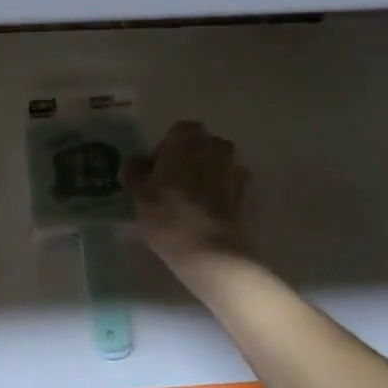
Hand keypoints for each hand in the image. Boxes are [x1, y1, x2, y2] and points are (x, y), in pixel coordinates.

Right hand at [125, 121, 252, 269]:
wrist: (213, 254)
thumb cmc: (169, 216)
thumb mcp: (139, 194)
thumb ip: (136, 171)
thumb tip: (139, 163)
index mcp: (188, 138)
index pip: (176, 133)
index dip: (165, 152)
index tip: (156, 174)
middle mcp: (217, 146)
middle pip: (200, 148)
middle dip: (188, 162)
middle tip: (172, 189)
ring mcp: (237, 170)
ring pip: (217, 167)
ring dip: (206, 178)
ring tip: (192, 207)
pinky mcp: (250, 195)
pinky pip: (231, 188)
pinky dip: (222, 196)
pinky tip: (209, 218)